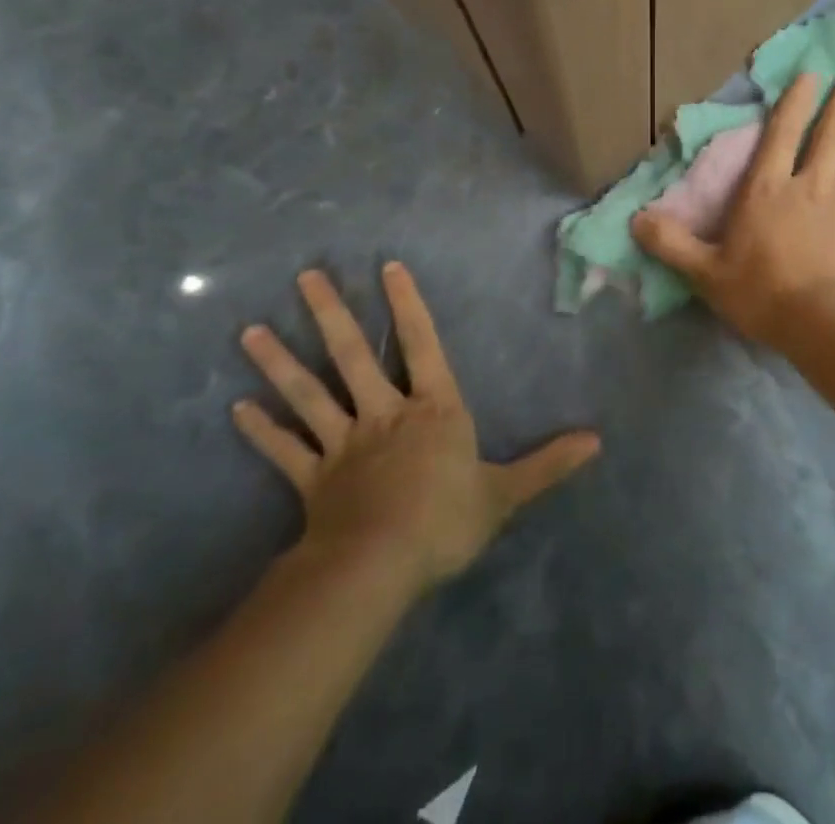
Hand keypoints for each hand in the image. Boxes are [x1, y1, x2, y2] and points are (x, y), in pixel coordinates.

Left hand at [232, 263, 600, 596]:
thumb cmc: (445, 520)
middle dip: (331, 314)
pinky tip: (237, 409)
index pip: (421, 344)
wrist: (378, 568)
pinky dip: (262, 431)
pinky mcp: (313, 480)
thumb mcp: (505, 493)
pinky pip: (285, 451)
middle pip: (353, 356)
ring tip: (250, 332)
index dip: (407, 305)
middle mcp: (385, 414)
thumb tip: (597, 441)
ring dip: (280, 363)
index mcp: (433, 408)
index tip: (387, 267)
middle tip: (306, 276)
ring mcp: (343, 445)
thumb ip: (548, 464)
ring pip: (309, 395)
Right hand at [632, 71, 834, 344]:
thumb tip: (635, 219)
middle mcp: (810, 185)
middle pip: (829, 134)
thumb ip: (671, 243)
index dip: (795, 102)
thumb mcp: (705, 272)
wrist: (825, 323)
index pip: (782, 134)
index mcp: (768, 189)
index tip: (811, 75)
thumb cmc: (762, 293)